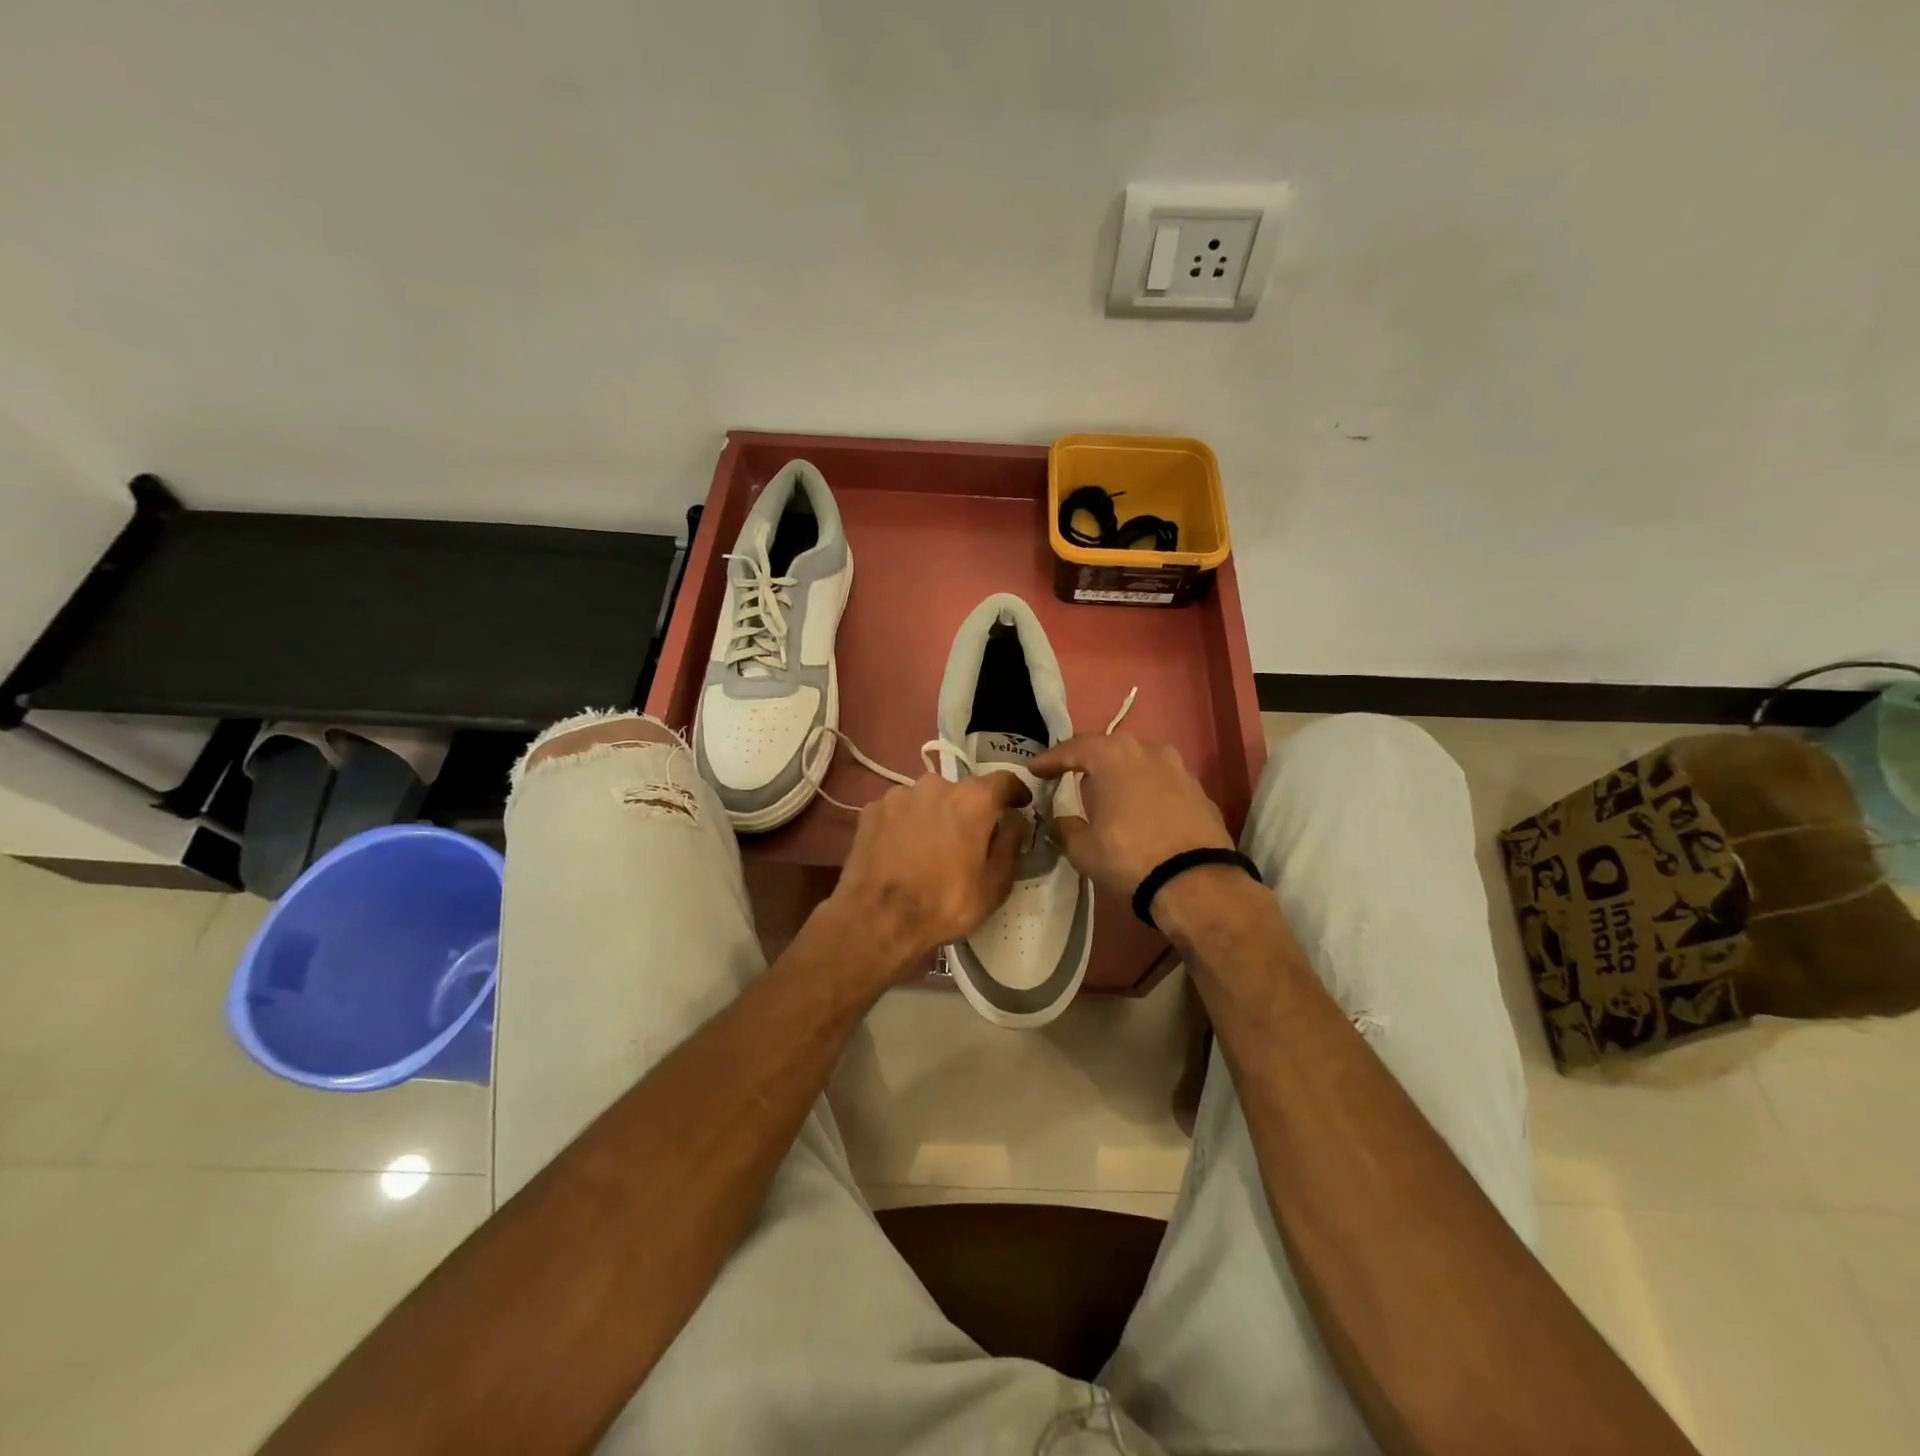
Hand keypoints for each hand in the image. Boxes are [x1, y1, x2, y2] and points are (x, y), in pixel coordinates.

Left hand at [822, 771, 1030, 975]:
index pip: (1003, 780)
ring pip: (926, 800)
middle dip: (969, 811)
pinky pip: (898, 811)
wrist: (876, 920)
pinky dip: (905, 825)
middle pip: (961, 791)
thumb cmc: (944, 904)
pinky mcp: (871, 809)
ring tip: (929, 848)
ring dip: (933, 816)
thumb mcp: (994, 885)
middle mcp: (935, 785)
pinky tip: (901, 852)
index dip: (1015, 791)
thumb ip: (1010, 844)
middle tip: (967, 840)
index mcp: (972, 800)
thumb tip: (1014, 820)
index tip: (1020, 804)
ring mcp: (898, 795)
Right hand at [1029, 732, 1233, 901]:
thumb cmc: (1129, 856)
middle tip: (1070, 778)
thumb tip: (1062, 822)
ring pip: (1139, 764)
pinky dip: (1146, 792)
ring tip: (1108, 796)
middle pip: (1109, 750)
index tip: (1035, 770)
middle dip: (1088, 763)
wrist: (1196, 881)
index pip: (1073, 749)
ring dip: (1121, 776)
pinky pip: (1162, 783)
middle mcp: (1148, 750)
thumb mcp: (1083, 849)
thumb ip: (1066, 828)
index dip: (1050, 760)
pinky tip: (1140, 812)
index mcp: (1113, 755)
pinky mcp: (1199, 790)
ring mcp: (1178, 768)